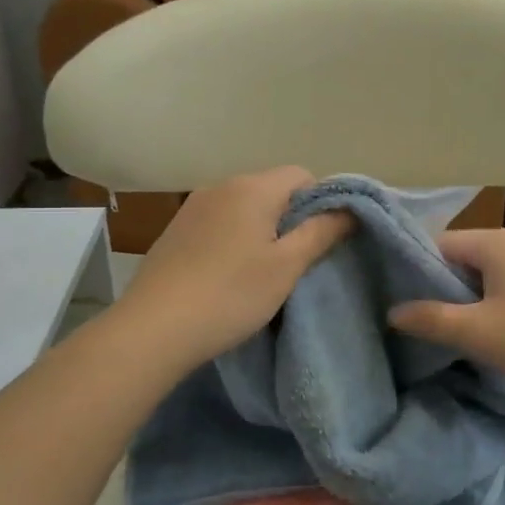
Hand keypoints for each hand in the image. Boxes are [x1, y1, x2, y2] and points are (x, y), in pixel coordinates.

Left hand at [114, 167, 352, 370]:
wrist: (153, 328)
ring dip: (260, 230)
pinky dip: (232, 239)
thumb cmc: (231, 294)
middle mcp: (220, 185)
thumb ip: (321, 232)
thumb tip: (350, 210)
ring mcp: (192, 206)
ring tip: (261, 272)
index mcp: (252, 187)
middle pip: (272, 189)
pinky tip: (227, 274)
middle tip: (296, 262)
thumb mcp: (286, 267)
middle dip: (291, 218)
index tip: (321, 241)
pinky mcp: (174, 230)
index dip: (321, 203)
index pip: (302, 176)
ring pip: (243, 207)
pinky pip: (218, 223)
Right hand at [388, 229, 504, 405]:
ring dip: (478, 297)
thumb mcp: (476, 334)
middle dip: (450, 287)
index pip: (442, 245)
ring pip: (496, 272)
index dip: (421, 272)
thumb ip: (430, 319)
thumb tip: (393, 311)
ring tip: (471, 331)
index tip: (411, 303)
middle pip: (469, 256)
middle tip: (437, 322)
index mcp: (499, 242)